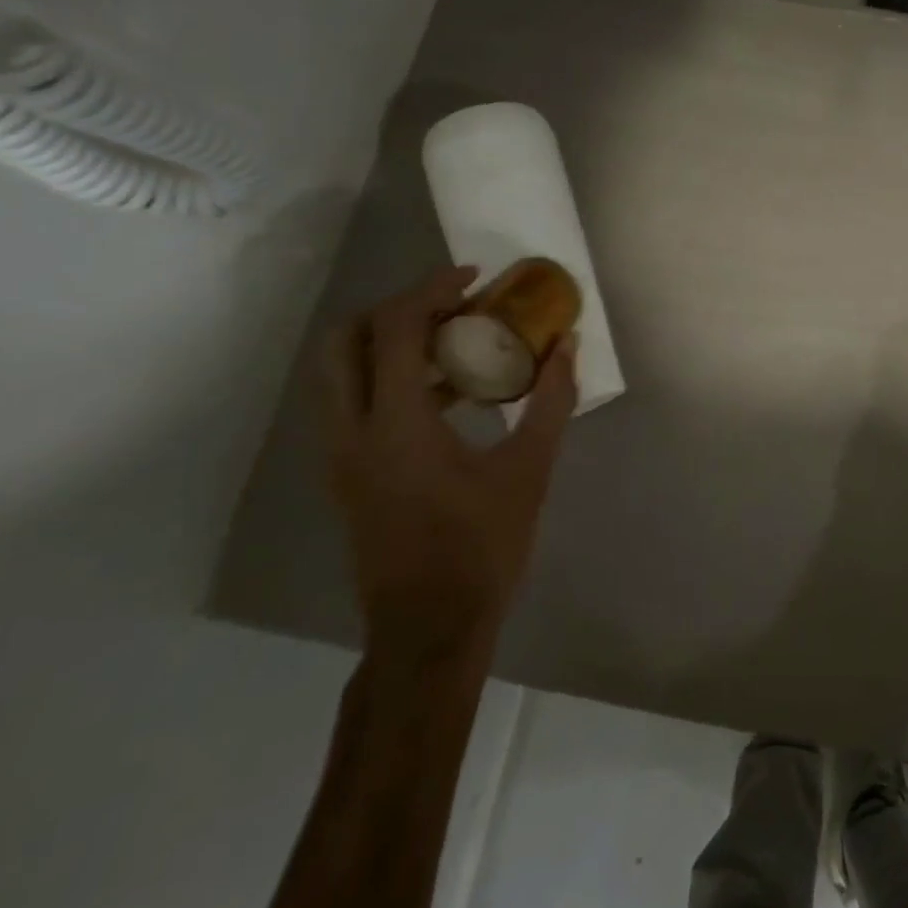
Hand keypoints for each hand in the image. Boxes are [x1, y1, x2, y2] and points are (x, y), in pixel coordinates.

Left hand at [318, 266, 578, 665]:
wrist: (429, 629)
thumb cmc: (482, 546)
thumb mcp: (530, 468)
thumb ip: (550, 399)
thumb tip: (567, 345)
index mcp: (396, 424)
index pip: (397, 328)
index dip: (433, 289)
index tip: (475, 278)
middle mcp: (353, 431)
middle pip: (346, 339)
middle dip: (396, 308)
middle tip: (450, 306)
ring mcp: (341, 456)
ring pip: (340, 372)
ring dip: (390, 342)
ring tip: (453, 343)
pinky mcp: (346, 475)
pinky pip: (353, 402)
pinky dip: (389, 377)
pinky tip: (446, 395)